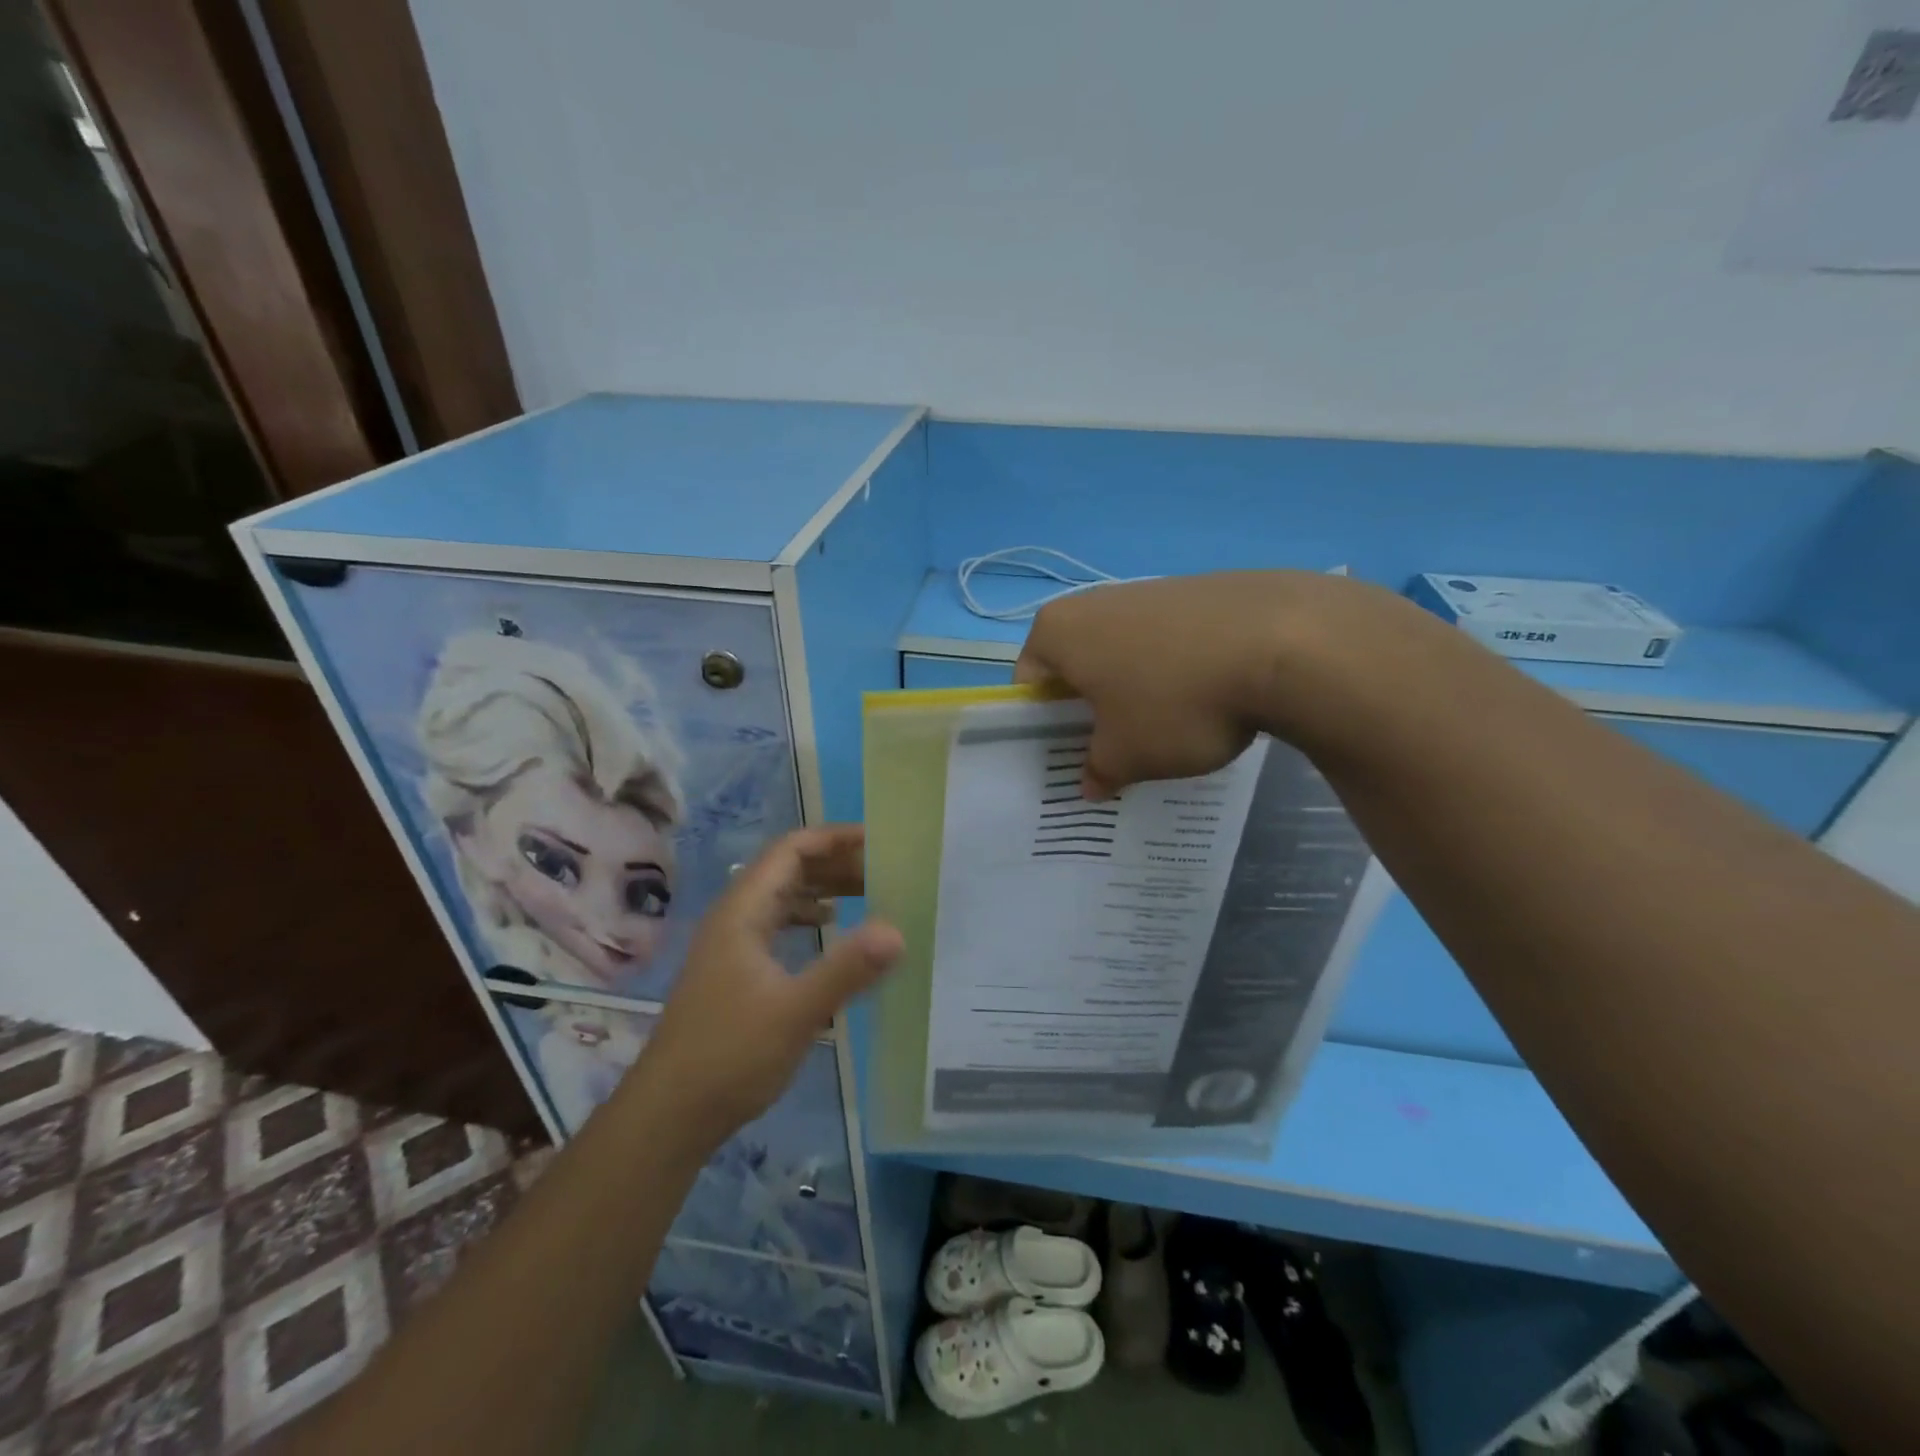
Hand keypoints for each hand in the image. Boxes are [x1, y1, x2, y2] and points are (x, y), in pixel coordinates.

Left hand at [633, 826, 901, 1149]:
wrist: (670, 1115)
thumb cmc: (730, 1055)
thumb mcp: (796, 1012)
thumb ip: (846, 970)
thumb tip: (897, 931)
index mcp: (742, 912)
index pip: (790, 851)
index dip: (832, 838)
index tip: (876, 840)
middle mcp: (734, 918)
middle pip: (787, 870)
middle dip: (834, 863)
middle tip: (884, 869)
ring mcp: (731, 946)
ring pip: (782, 898)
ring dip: (823, 889)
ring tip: (868, 893)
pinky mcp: (734, 972)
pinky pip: (777, 925)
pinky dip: (808, 918)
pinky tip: (830, 931)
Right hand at [1015, 571, 1315, 796]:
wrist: (1285, 643)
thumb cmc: (1175, 701)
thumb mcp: (1127, 756)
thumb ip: (1098, 771)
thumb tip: (1089, 784)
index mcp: (1057, 631)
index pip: (1028, 683)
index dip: (1044, 726)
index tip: (1073, 755)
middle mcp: (1094, 601)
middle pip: (1076, 664)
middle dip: (1091, 708)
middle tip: (1117, 748)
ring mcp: (1149, 590)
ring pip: (1124, 653)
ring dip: (1134, 691)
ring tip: (1169, 727)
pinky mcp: (1197, 591)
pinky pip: (1168, 641)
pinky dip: (1175, 671)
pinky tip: (1207, 698)